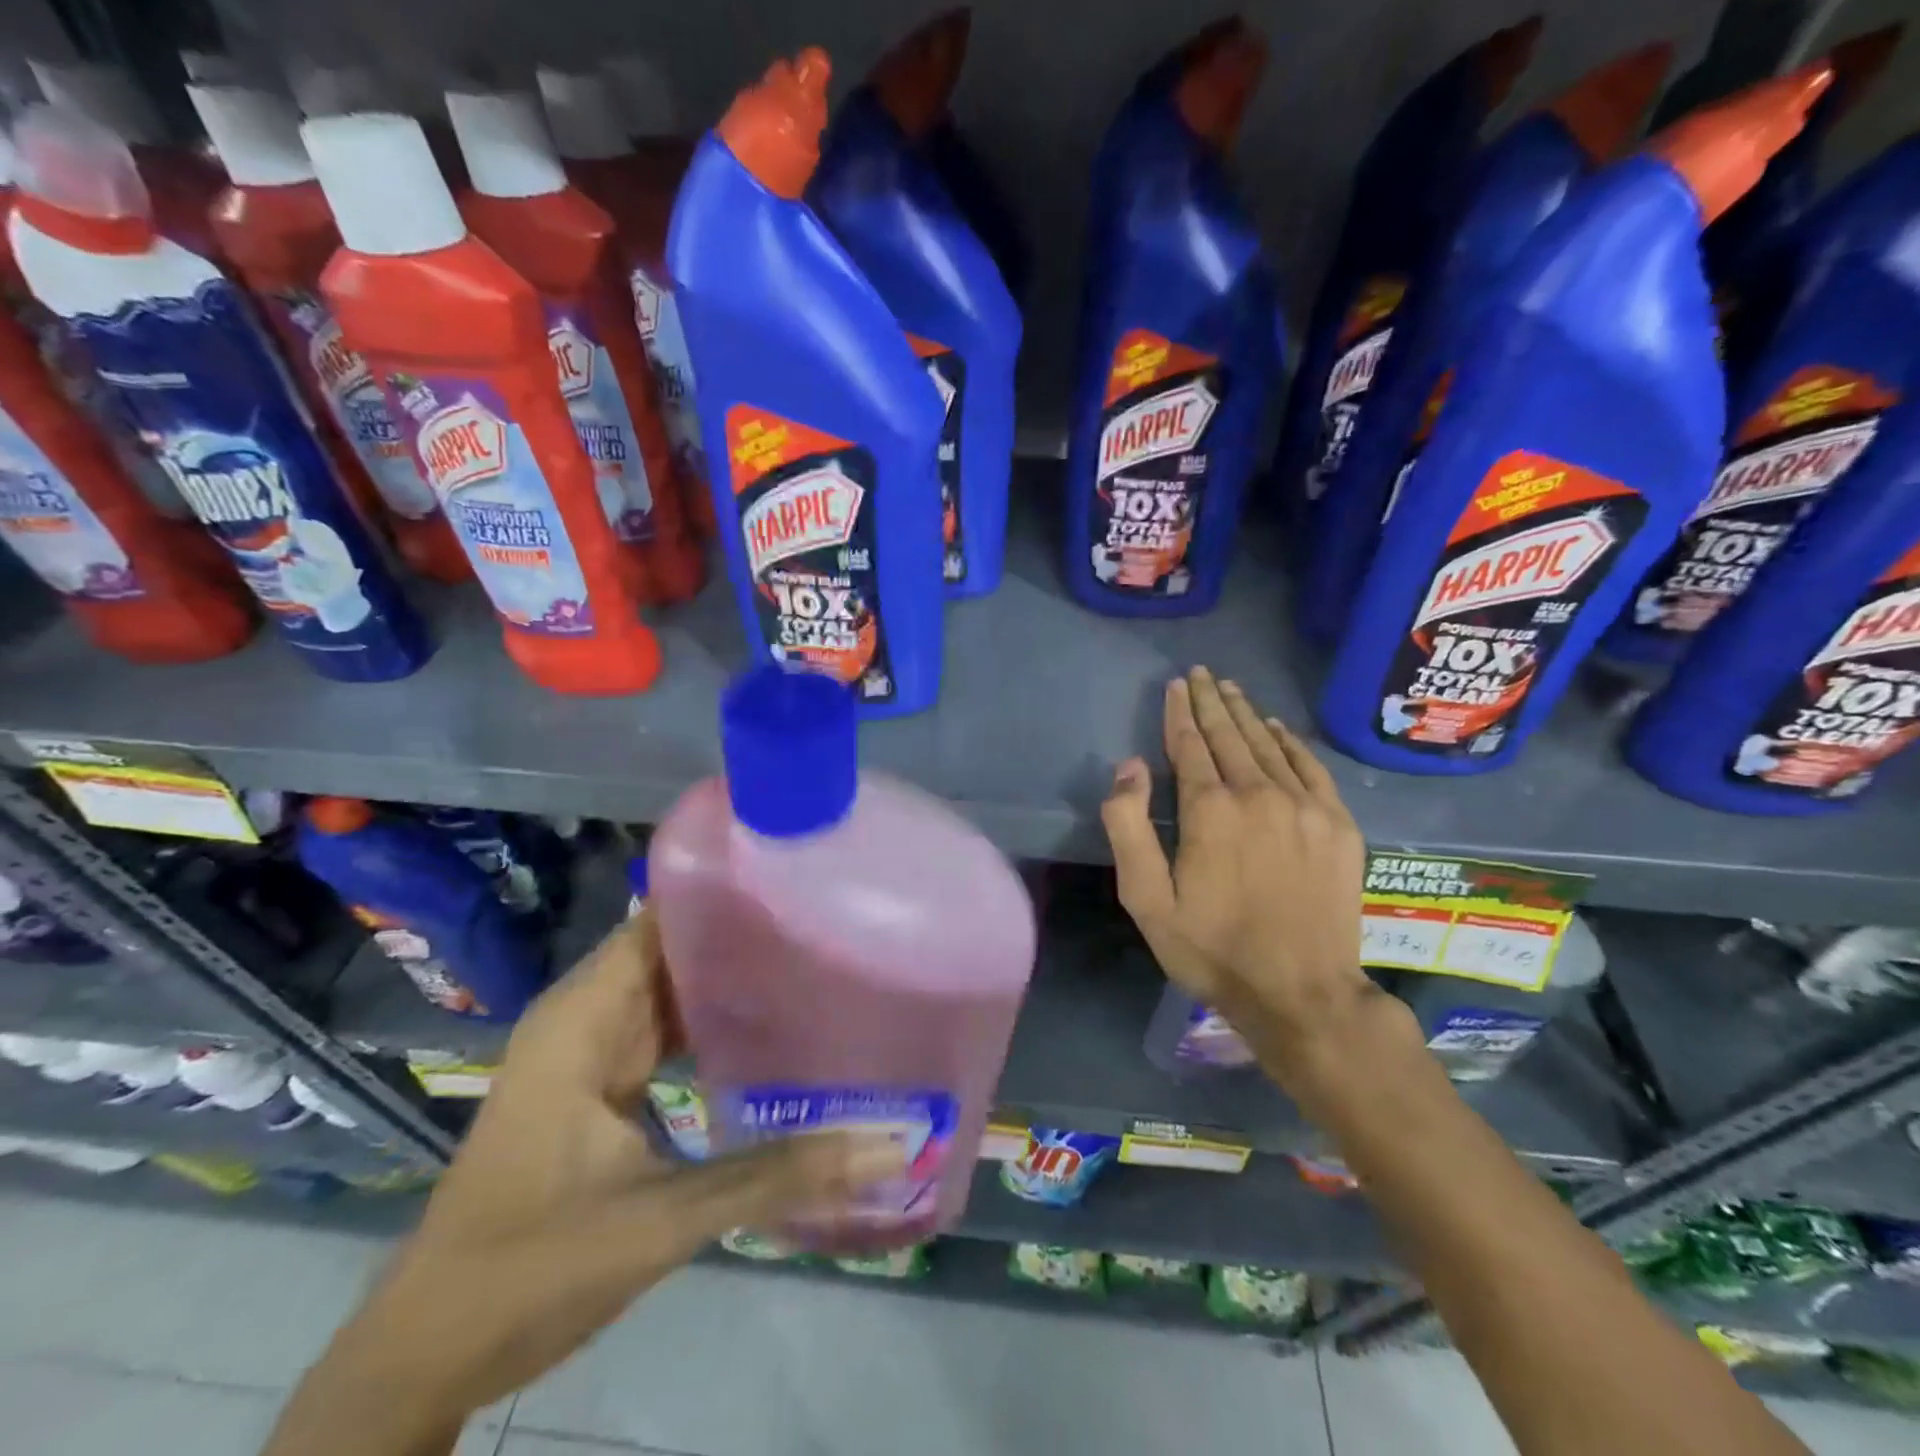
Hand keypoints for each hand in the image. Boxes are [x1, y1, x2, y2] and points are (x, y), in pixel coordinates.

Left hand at [269, 909, 903, 1454]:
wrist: (431, 1354)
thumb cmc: (529, 1268)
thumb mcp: (661, 1220)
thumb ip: (776, 1175)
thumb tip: (888, 1146)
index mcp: (584, 1016)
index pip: (661, 920)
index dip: (725, 893)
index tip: (801, 880)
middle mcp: (588, 1017)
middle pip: (675, 948)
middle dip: (746, 933)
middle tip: (832, 922)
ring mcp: (595, 1051)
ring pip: (675, 988)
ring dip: (735, 977)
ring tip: (817, 959)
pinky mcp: (605, 1085)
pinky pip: (670, 1029)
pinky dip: (717, 1022)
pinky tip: (774, 1025)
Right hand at [1101, 667, 1375, 1072]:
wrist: (1302, 993)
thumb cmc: (1212, 949)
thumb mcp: (1147, 899)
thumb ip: (1129, 827)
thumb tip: (1129, 767)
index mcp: (1210, 809)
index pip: (1190, 744)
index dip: (1179, 712)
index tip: (1175, 684)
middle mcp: (1259, 794)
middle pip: (1230, 735)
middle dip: (1211, 701)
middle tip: (1201, 673)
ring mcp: (1306, 807)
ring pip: (1269, 745)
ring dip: (1246, 714)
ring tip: (1230, 689)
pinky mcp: (1338, 825)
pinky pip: (1311, 767)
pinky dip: (1291, 742)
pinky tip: (1278, 728)